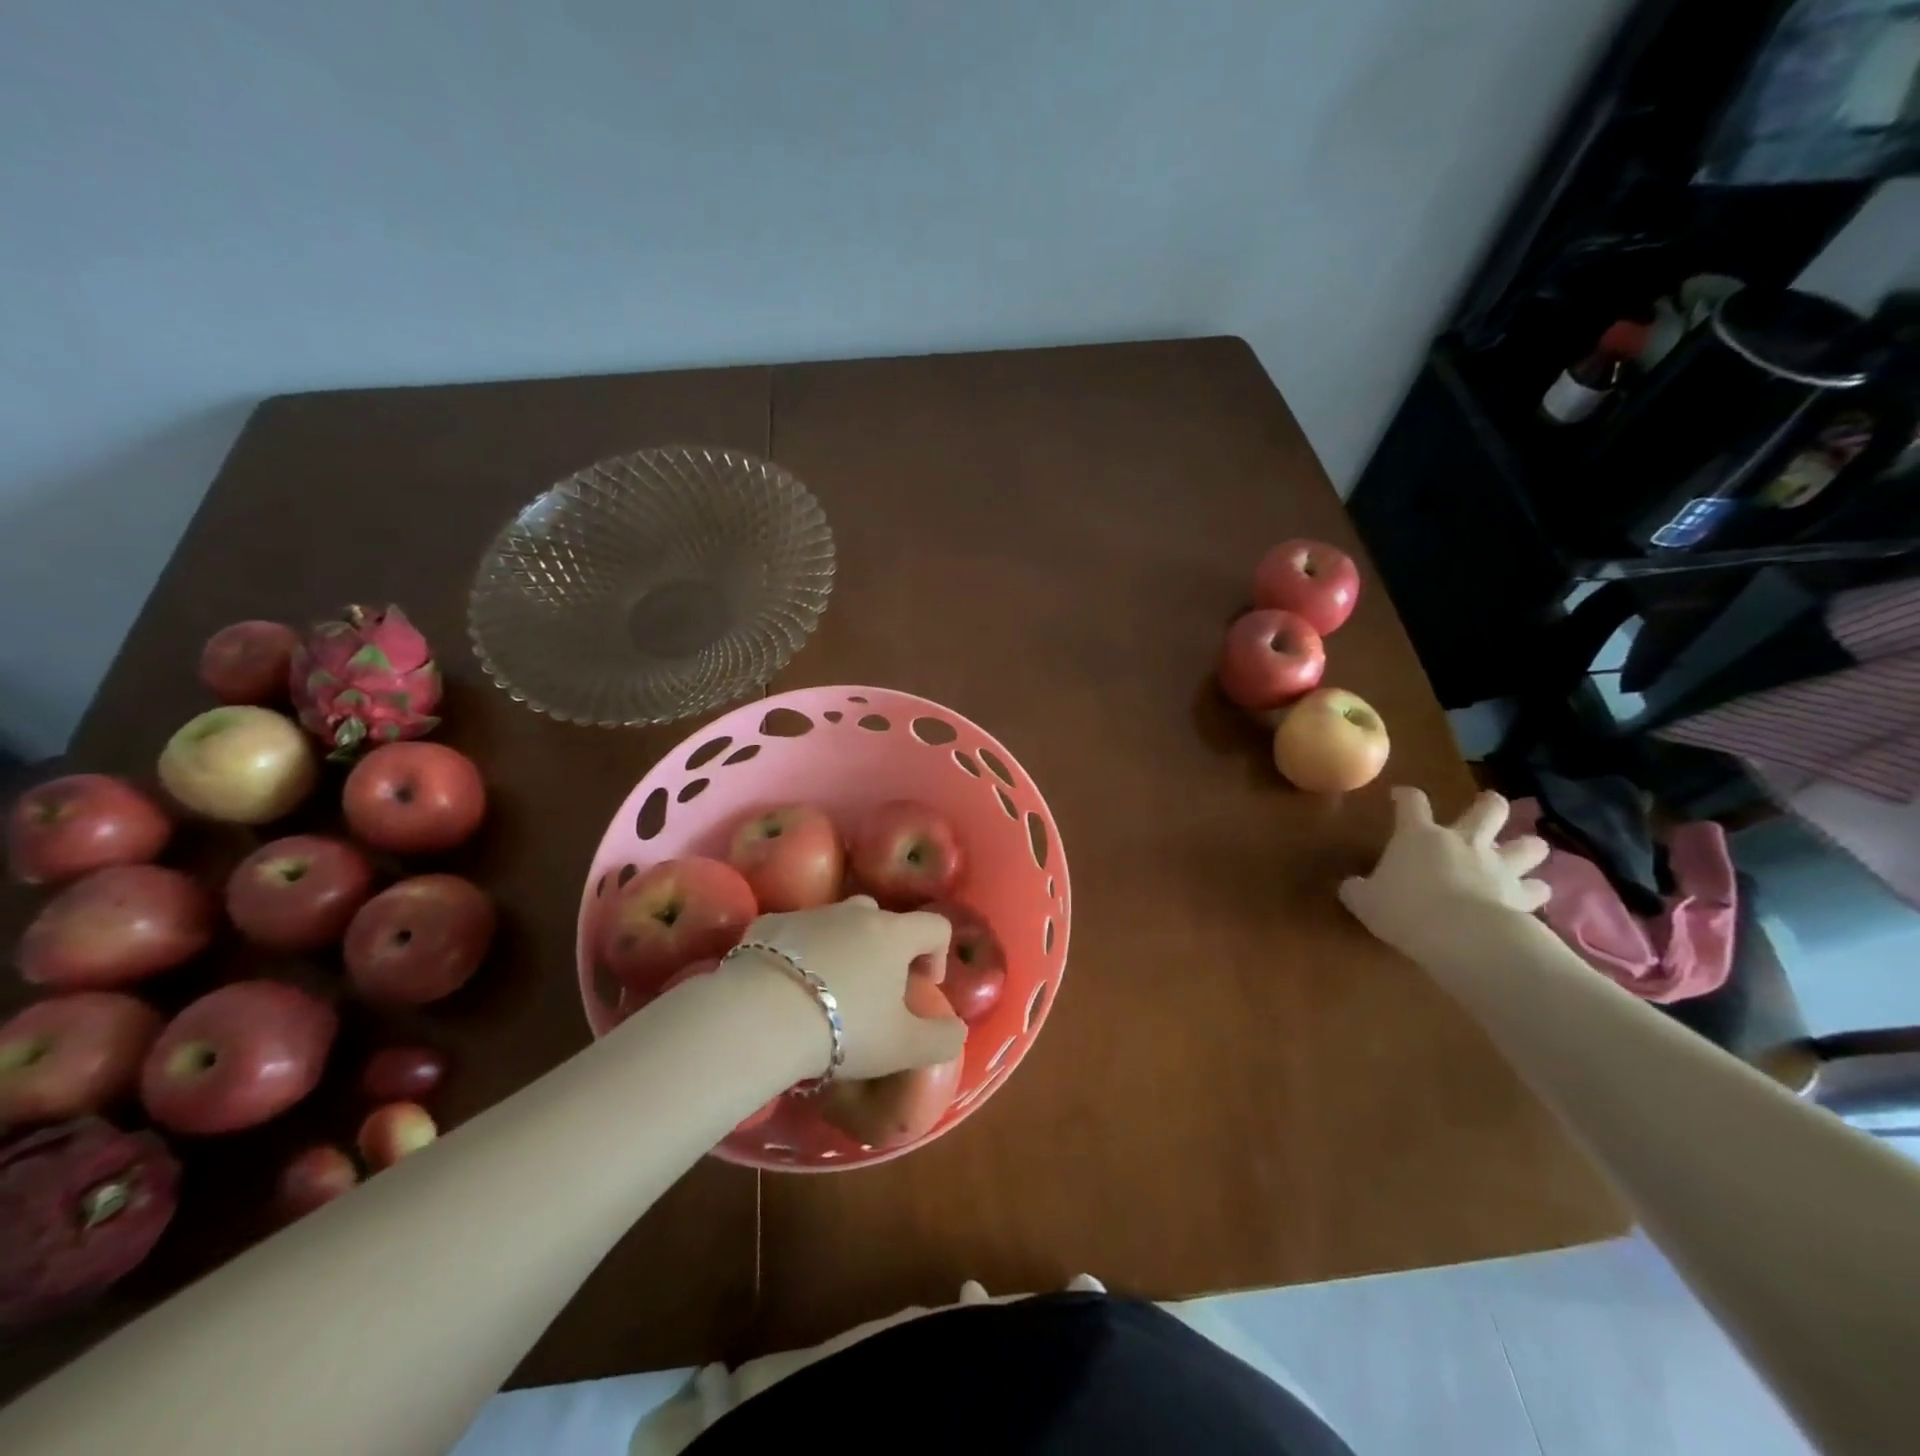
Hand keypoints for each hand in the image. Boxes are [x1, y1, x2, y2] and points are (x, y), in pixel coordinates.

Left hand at [736, 896, 964, 1080]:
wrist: (760, 1017)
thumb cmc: (844, 1028)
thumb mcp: (904, 1048)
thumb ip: (942, 1038)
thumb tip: (956, 1029)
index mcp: (893, 934)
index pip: (934, 926)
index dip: (938, 954)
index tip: (923, 987)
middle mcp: (854, 913)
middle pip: (882, 919)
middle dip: (885, 949)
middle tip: (874, 992)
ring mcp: (809, 914)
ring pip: (836, 923)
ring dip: (841, 948)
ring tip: (826, 992)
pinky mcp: (767, 925)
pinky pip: (793, 933)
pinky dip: (797, 952)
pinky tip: (784, 987)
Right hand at [1338, 788, 1549, 958]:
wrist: (1459, 935)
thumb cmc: (1404, 908)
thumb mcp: (1364, 901)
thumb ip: (1357, 889)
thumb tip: (1350, 886)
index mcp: (1419, 836)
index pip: (1412, 802)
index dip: (1406, 796)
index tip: (1400, 796)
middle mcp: (1463, 841)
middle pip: (1489, 810)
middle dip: (1491, 805)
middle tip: (1489, 806)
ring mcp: (1498, 866)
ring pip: (1528, 846)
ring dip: (1527, 847)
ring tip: (1524, 854)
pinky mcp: (1522, 895)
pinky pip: (1538, 889)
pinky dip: (1536, 891)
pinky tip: (1533, 896)